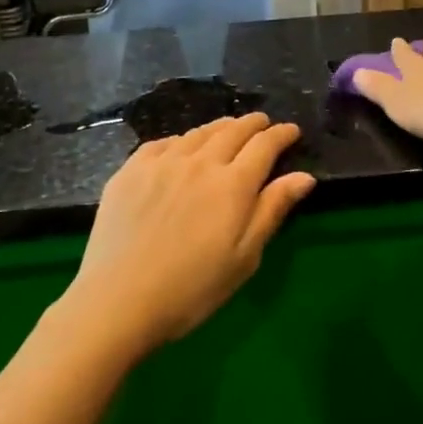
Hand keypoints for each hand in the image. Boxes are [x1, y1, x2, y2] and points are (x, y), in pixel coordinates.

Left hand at [62, 114, 316, 356]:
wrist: (118, 300)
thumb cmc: (192, 289)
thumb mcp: (244, 257)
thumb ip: (272, 210)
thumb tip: (304, 176)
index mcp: (233, 184)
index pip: (264, 145)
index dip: (282, 134)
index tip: (292, 130)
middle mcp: (200, 162)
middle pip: (233, 130)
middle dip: (253, 124)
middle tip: (263, 123)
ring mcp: (162, 162)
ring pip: (198, 132)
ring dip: (220, 127)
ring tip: (228, 129)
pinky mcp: (131, 169)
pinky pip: (163, 143)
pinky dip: (182, 140)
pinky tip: (182, 147)